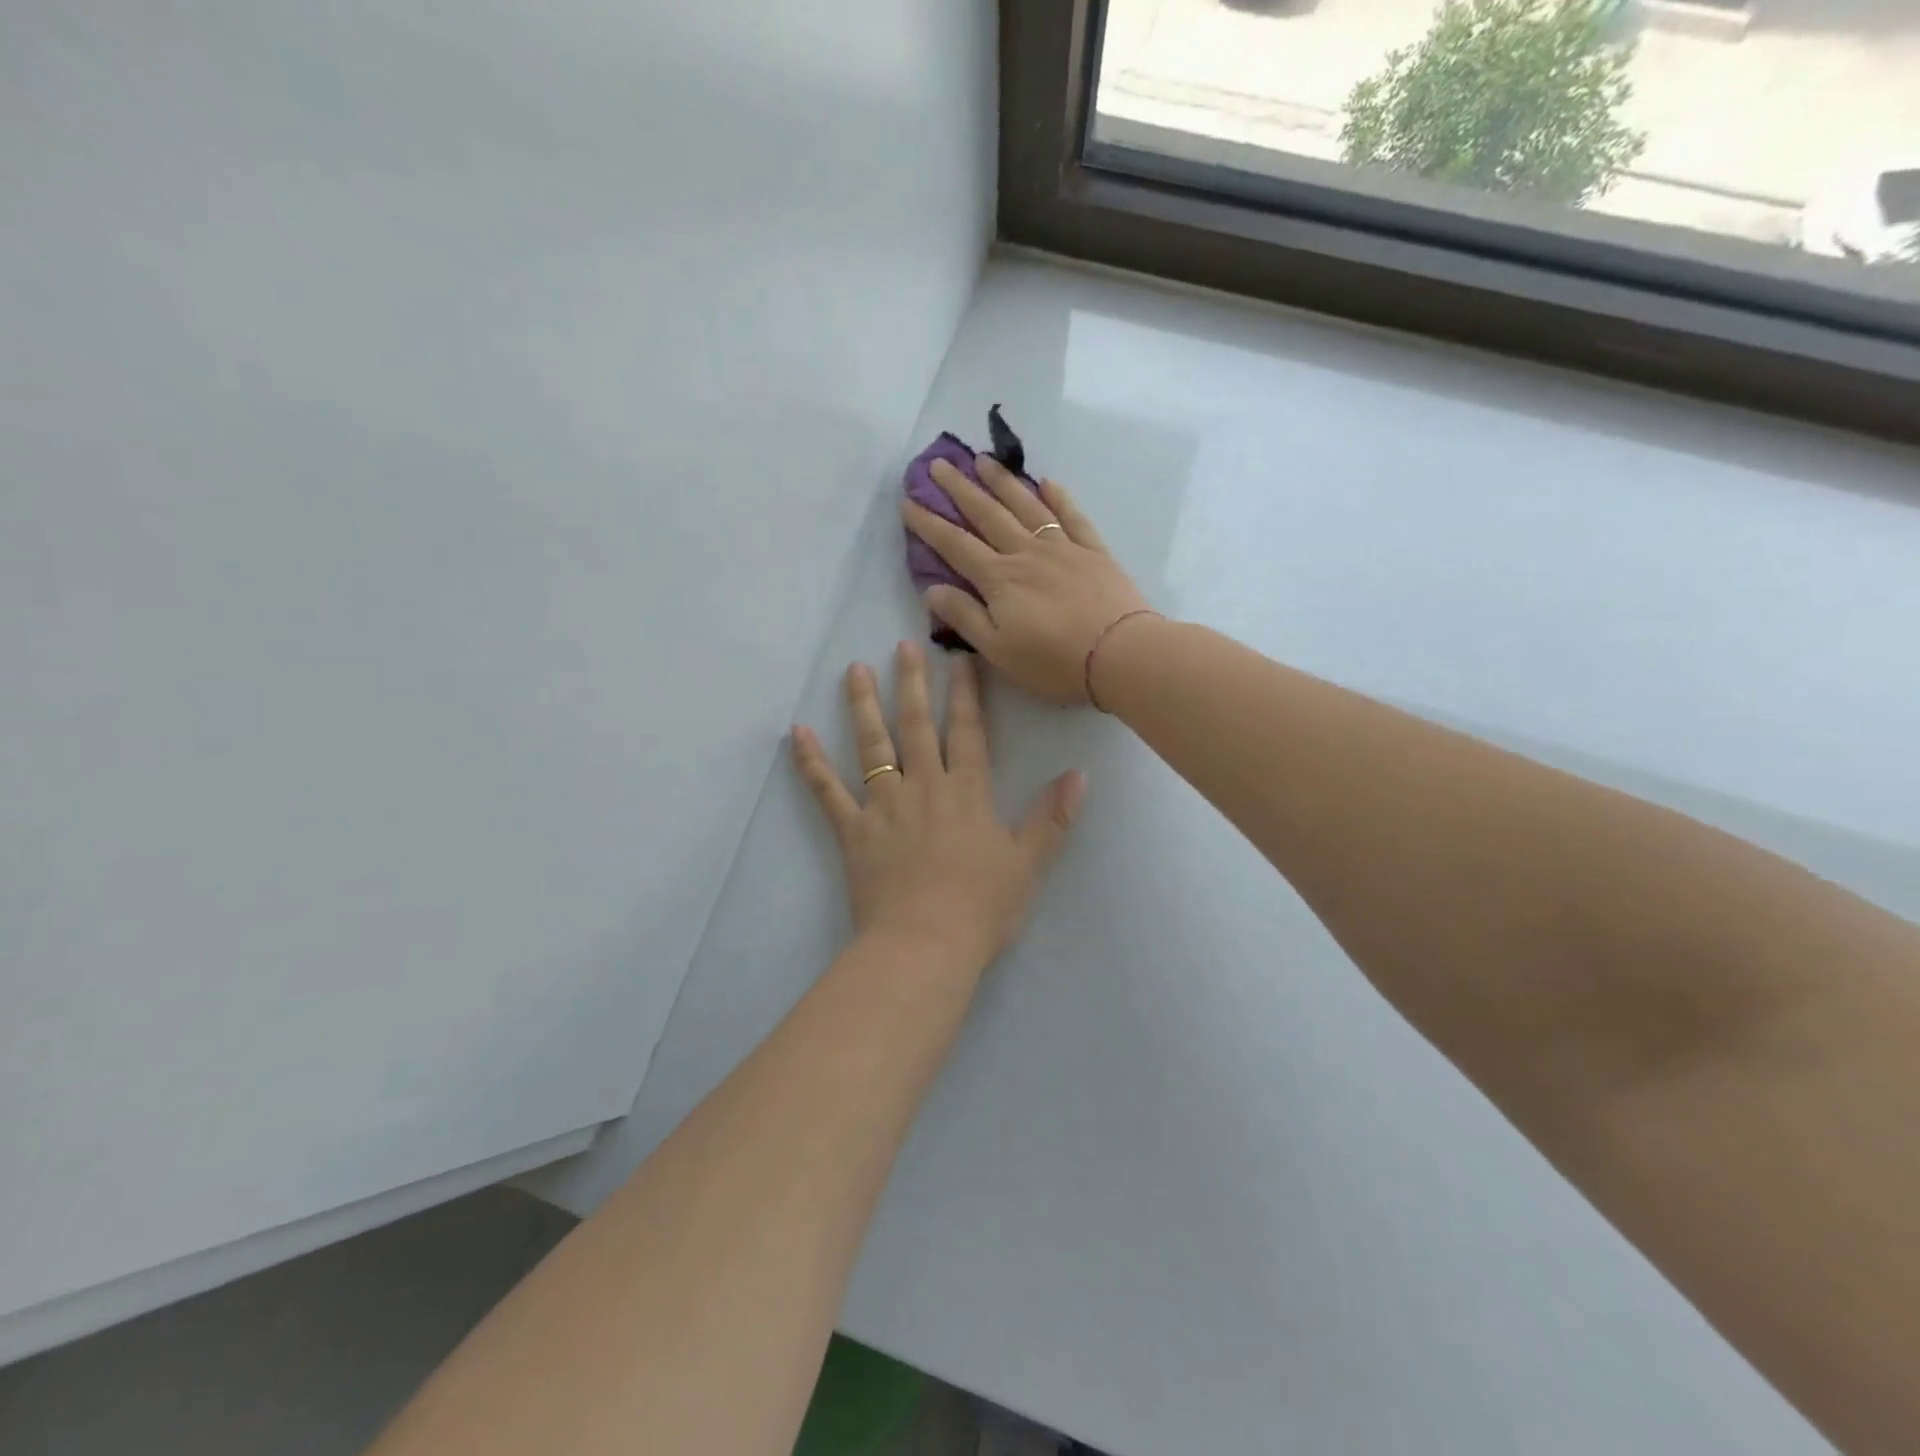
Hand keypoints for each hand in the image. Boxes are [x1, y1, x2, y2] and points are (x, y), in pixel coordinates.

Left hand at [790, 642, 1084, 973]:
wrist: (924, 945)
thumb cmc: (981, 908)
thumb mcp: (1028, 863)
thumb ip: (1052, 818)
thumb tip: (1079, 775)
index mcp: (966, 792)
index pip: (968, 730)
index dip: (965, 693)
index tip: (959, 658)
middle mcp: (923, 787)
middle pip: (917, 726)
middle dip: (912, 683)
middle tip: (903, 646)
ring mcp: (883, 806)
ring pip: (872, 746)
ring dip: (864, 706)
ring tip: (854, 670)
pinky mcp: (853, 831)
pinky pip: (827, 791)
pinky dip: (811, 762)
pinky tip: (798, 734)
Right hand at [900, 456, 1150, 704]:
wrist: (1120, 654)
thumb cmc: (1053, 662)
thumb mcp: (998, 651)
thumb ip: (965, 617)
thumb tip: (932, 589)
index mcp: (999, 579)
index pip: (956, 545)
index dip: (929, 523)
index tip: (908, 502)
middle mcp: (1026, 553)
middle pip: (987, 514)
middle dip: (959, 488)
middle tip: (938, 464)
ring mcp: (1063, 547)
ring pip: (1026, 506)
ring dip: (1002, 481)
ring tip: (983, 459)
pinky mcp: (1093, 551)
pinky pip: (1072, 516)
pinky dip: (1058, 497)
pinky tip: (1047, 482)